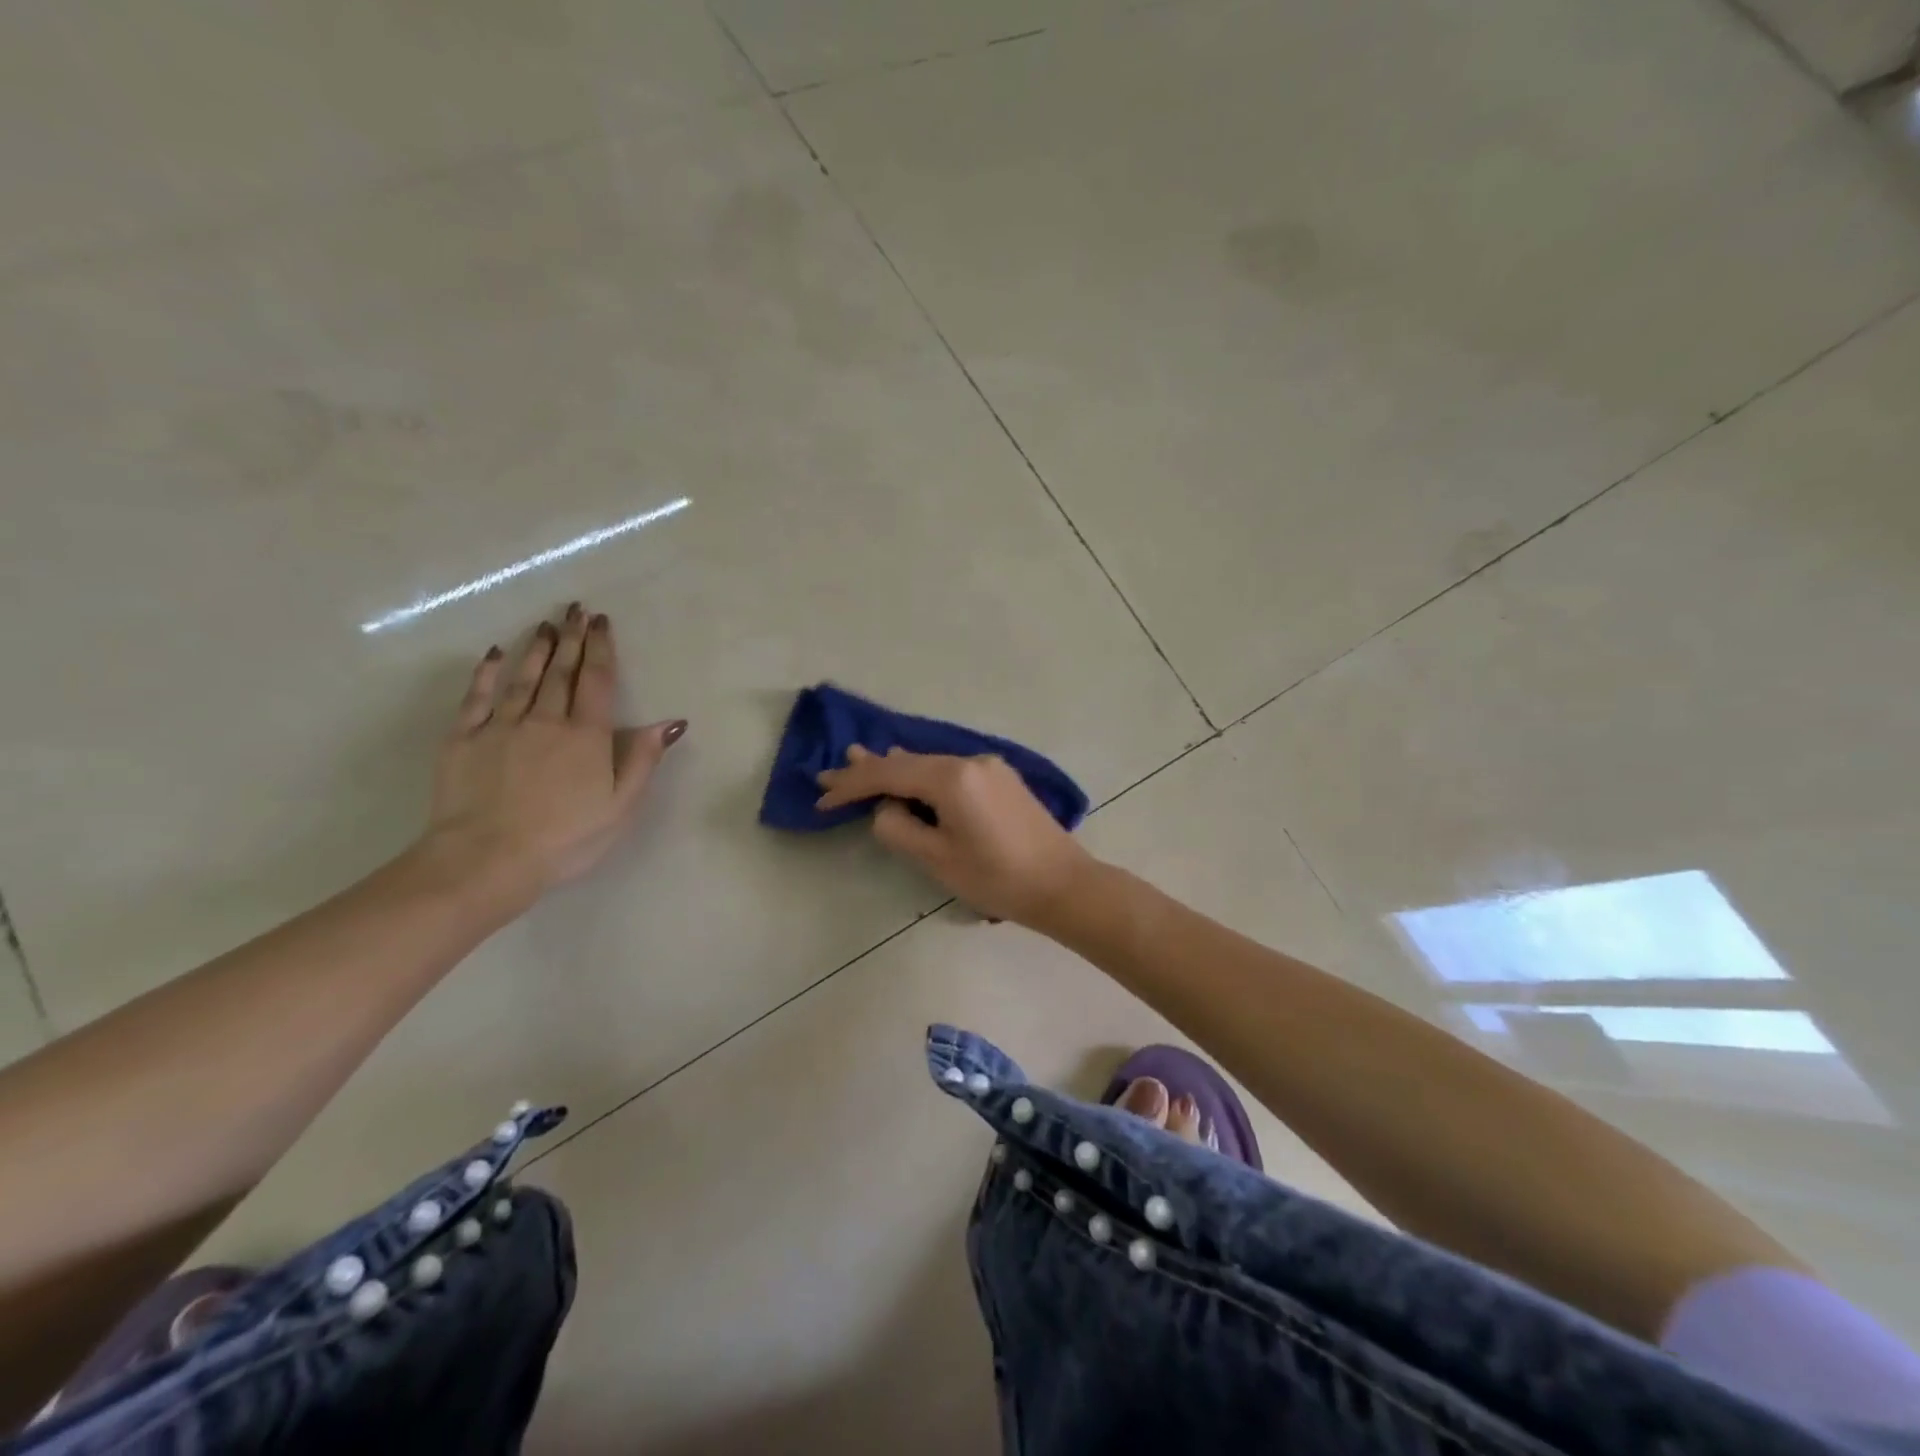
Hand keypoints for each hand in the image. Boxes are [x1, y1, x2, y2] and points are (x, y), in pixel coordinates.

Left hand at [423, 604, 684, 903]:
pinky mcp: (464, 739)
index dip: (602, 648)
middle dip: (571, 637)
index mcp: (586, 736)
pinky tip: (494, 655)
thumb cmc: (565, 838)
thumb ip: (643, 760)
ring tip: (545, 624)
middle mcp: (545, 720)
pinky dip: (487, 673)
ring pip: (523, 677)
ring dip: (537, 648)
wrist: (486, 859)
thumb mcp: (620, 806)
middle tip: (575, 610)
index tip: (602, 622)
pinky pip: (478, 697)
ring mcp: (501, 726)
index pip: (597, 681)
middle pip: (561, 671)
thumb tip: (671, 722)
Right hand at [814, 746, 1094, 926]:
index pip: (888, 774)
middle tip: (830, 771)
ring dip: (896, 770)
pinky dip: (924, 776)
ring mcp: (989, 767)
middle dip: (869, 770)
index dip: (851, 785)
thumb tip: (886, 808)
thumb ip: (899, 828)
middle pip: (908, 762)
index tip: (822, 797)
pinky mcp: (1001, 779)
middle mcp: (970, 760)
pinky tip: (908, 773)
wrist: (1064, 885)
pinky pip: (951, 771)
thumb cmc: (997, 878)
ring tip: (860, 762)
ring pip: (930, 764)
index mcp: (952, 777)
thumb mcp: (937, 859)